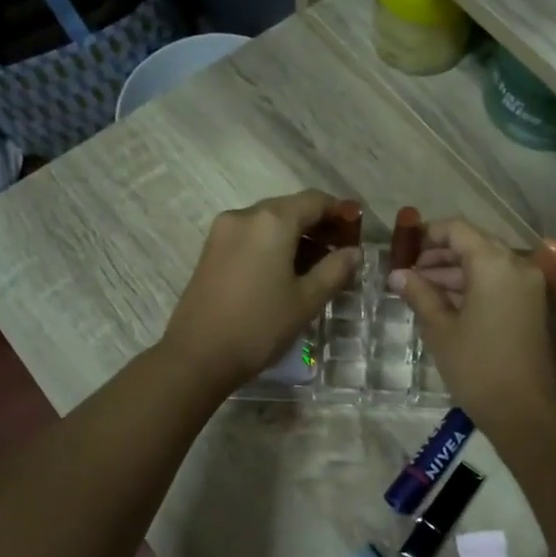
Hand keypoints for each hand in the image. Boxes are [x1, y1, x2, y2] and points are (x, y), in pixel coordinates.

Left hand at [161, 191, 360, 390]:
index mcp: (272, 220)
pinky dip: (273, 245)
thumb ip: (335, 270)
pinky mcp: (211, 250)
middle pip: (290, 208)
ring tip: (317, 268)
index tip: (358, 231)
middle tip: (341, 253)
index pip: (315, 200)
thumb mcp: (307, 300)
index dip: (340, 212)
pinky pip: (251, 236)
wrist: (198, 356)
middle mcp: (245, 215)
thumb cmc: (260, 326)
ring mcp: (223, 231)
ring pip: (269, 223)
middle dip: (318, 225)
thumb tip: (353, 252)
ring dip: (296, 237)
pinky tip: (286, 273)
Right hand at [389, 219, 555, 431]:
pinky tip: (448, 305)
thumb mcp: (440, 329)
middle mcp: (518, 266)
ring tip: (422, 292)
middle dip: (440, 257)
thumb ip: (419, 294)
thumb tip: (397, 274)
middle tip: (409, 274)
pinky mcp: (536, 307)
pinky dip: (475, 287)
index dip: (428, 235)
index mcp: (495, 264)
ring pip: (488, 266)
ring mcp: (532, 287)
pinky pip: (501, 284)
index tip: (404, 251)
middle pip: (475, 245)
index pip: (458, 230)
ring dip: (456, 273)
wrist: (526, 411)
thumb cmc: (477, 367)